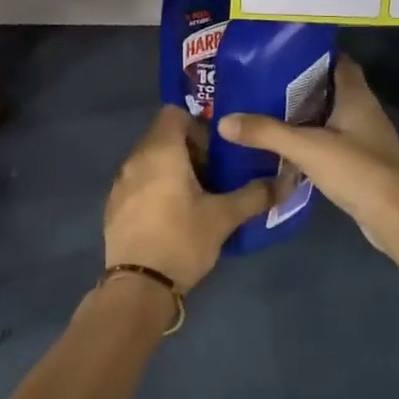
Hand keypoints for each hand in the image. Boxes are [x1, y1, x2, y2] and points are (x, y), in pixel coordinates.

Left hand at [103, 107, 276, 291]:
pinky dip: (155, 187)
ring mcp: (119, 182)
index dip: (197, 125)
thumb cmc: (182, 240)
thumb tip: (285, 181)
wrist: (139, 285)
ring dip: (172, 169)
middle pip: (162, 136)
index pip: (173, 113)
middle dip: (189, 149)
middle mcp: (134, 159)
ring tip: (196, 196)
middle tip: (214, 174)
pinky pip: (137, 181)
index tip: (216, 150)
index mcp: (160, 151)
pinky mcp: (113, 205)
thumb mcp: (224, 217)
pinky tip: (172, 215)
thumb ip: (255, 195)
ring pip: (149, 160)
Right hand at [217, 57, 398, 257]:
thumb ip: (267, 132)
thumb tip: (224, 121)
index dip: (312, 54)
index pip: (337, 61)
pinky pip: (330, 142)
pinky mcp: (360, 163)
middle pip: (329, 88)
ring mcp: (364, 138)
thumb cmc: (358, 171)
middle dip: (299, 85)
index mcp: (356, 96)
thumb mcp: (307, 148)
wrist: (398, 218)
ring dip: (303, 115)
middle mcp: (363, 111)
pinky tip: (285, 147)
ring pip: (329, 117)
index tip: (280, 53)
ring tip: (265, 111)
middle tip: (261, 83)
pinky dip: (310, 140)